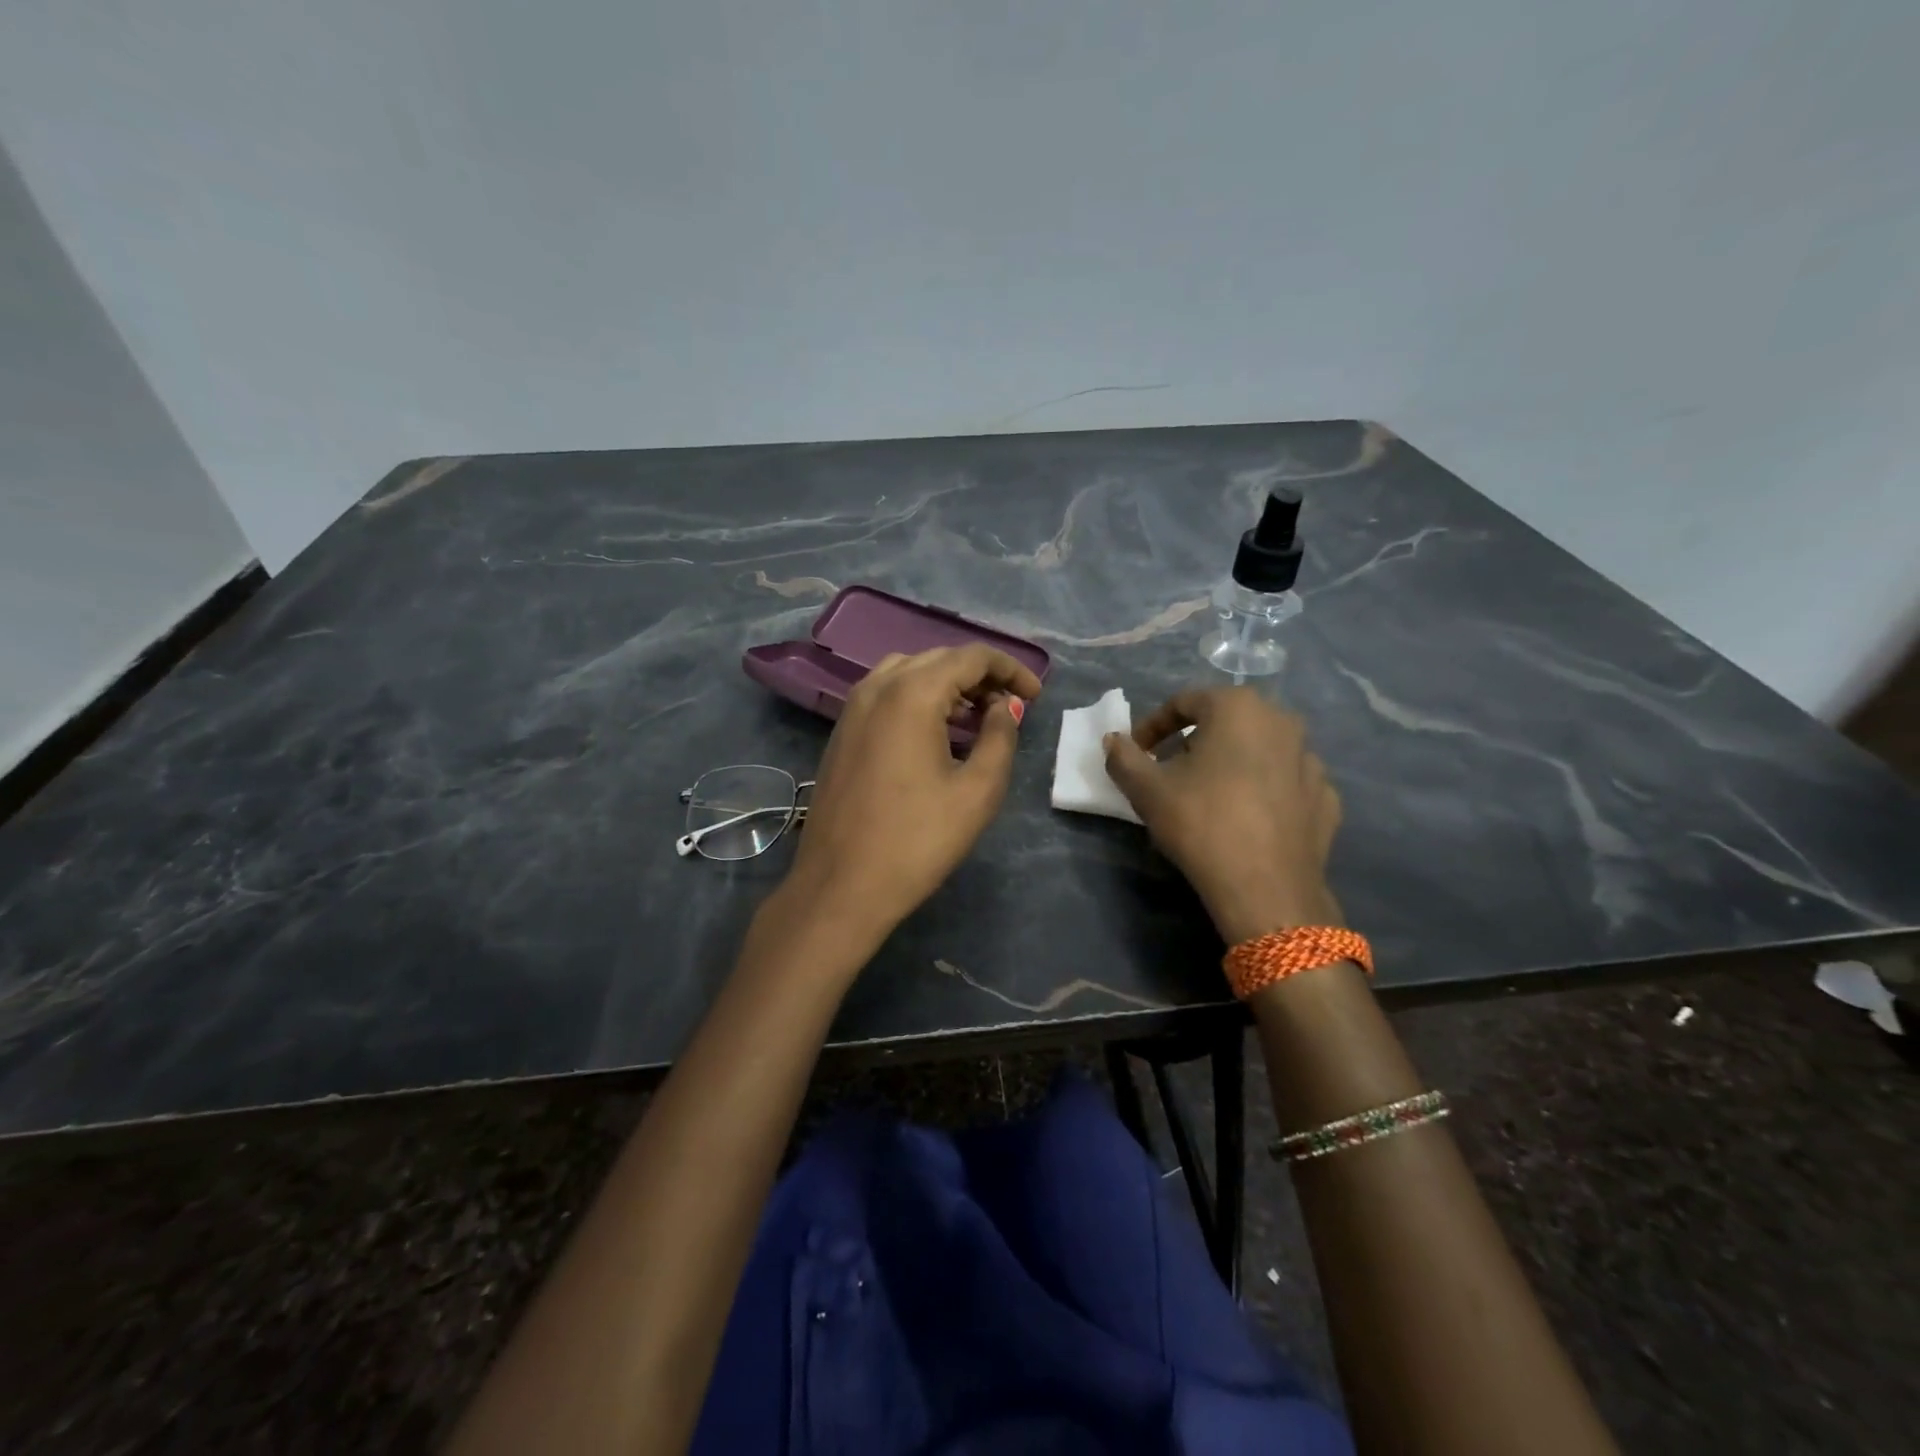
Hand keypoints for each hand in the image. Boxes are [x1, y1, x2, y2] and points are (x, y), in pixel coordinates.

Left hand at [785, 646, 1041, 940]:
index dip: (1010, 669)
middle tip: (1011, 707)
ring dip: (947, 685)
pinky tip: (937, 732)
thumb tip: (1004, 707)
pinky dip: (918, 698)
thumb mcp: (977, 791)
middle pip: (938, 659)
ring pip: (909, 672)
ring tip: (976, 717)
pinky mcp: (842, 732)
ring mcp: (852, 708)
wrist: (841, 886)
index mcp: (912, 693)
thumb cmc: (917, 841)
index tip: (1035, 696)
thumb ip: (1000, 736)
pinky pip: (887, 695)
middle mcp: (877, 687)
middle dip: (980, 676)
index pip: (971, 657)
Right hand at [1103, 687, 1342, 943]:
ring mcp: (1310, 760)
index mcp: (1238, 707)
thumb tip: (1113, 741)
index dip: (1153, 726)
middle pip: (1226, 722)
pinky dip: (1264, 791)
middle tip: (1171, 771)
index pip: (1184, 702)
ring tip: (1210, 796)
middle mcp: (1282, 721)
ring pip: (1259, 750)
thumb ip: (1123, 757)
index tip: (1137, 753)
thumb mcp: (1146, 789)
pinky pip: (1285, 782)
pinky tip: (1247, 816)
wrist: (1265, 888)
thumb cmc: (1201, 823)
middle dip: (1194, 742)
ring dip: (1232, 763)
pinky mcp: (1325, 798)